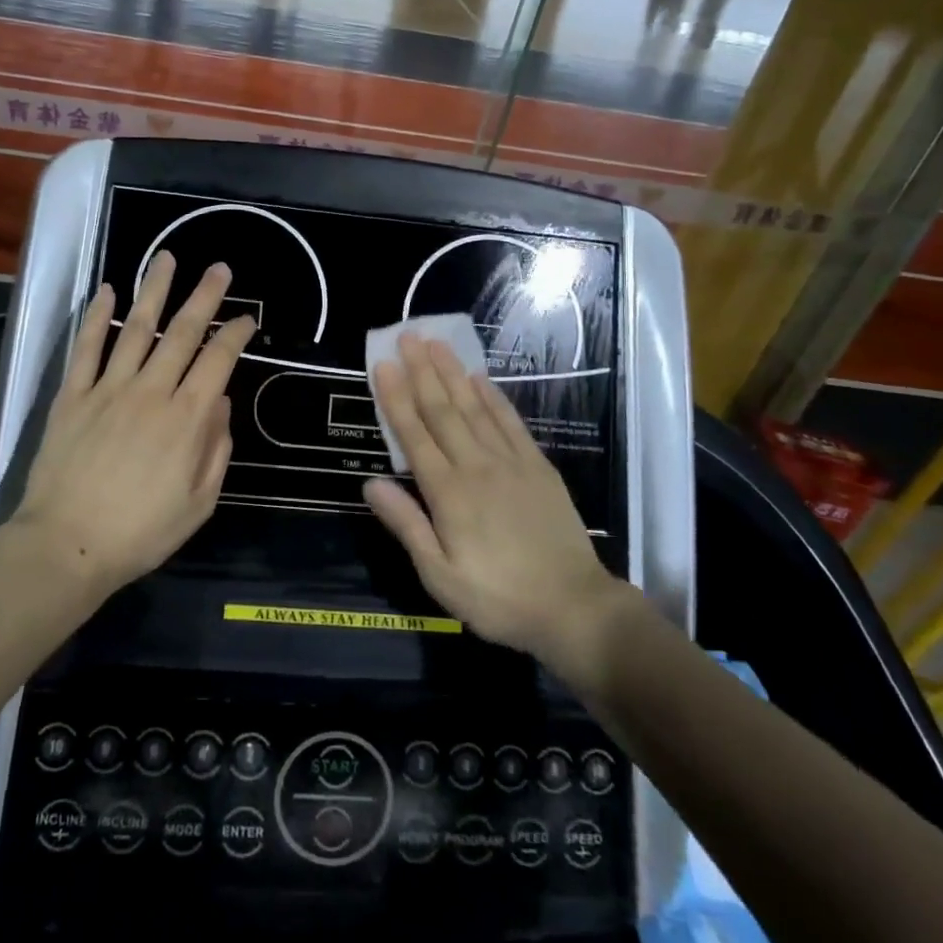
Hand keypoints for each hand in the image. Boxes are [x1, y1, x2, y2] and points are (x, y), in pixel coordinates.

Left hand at [13, 252, 255, 597]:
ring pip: (136, 328)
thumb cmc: (141, 531)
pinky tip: (108, 290)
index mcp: (187, 418)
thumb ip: (216, 449)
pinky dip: (97, 316)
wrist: (67, 544)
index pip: (218, 361)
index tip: (247, 317)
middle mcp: (151, 391)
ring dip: (154, 290)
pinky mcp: (73, 395)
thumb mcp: (199, 502)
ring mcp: (109, 388)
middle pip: (183, 332)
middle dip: (204, 296)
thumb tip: (221, 403)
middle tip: (219, 268)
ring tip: (166, 259)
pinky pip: (87, 347)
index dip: (236, 333)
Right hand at [363, 334, 631, 676]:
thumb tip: (369, 483)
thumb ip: (406, 525)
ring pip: (474, 407)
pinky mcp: (537, 466)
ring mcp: (510, 462)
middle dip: (422, 370)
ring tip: (437, 343)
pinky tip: (480, 378)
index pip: (414, 434)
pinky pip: (509, 422)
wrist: (573, 607)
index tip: (383, 364)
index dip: (396, 397)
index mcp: (448, 493)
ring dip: (452, 373)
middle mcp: (476, 466)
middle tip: (408, 335)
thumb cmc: (497, 597)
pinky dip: (492, 397)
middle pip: (442, 410)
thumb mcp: (439, 575)